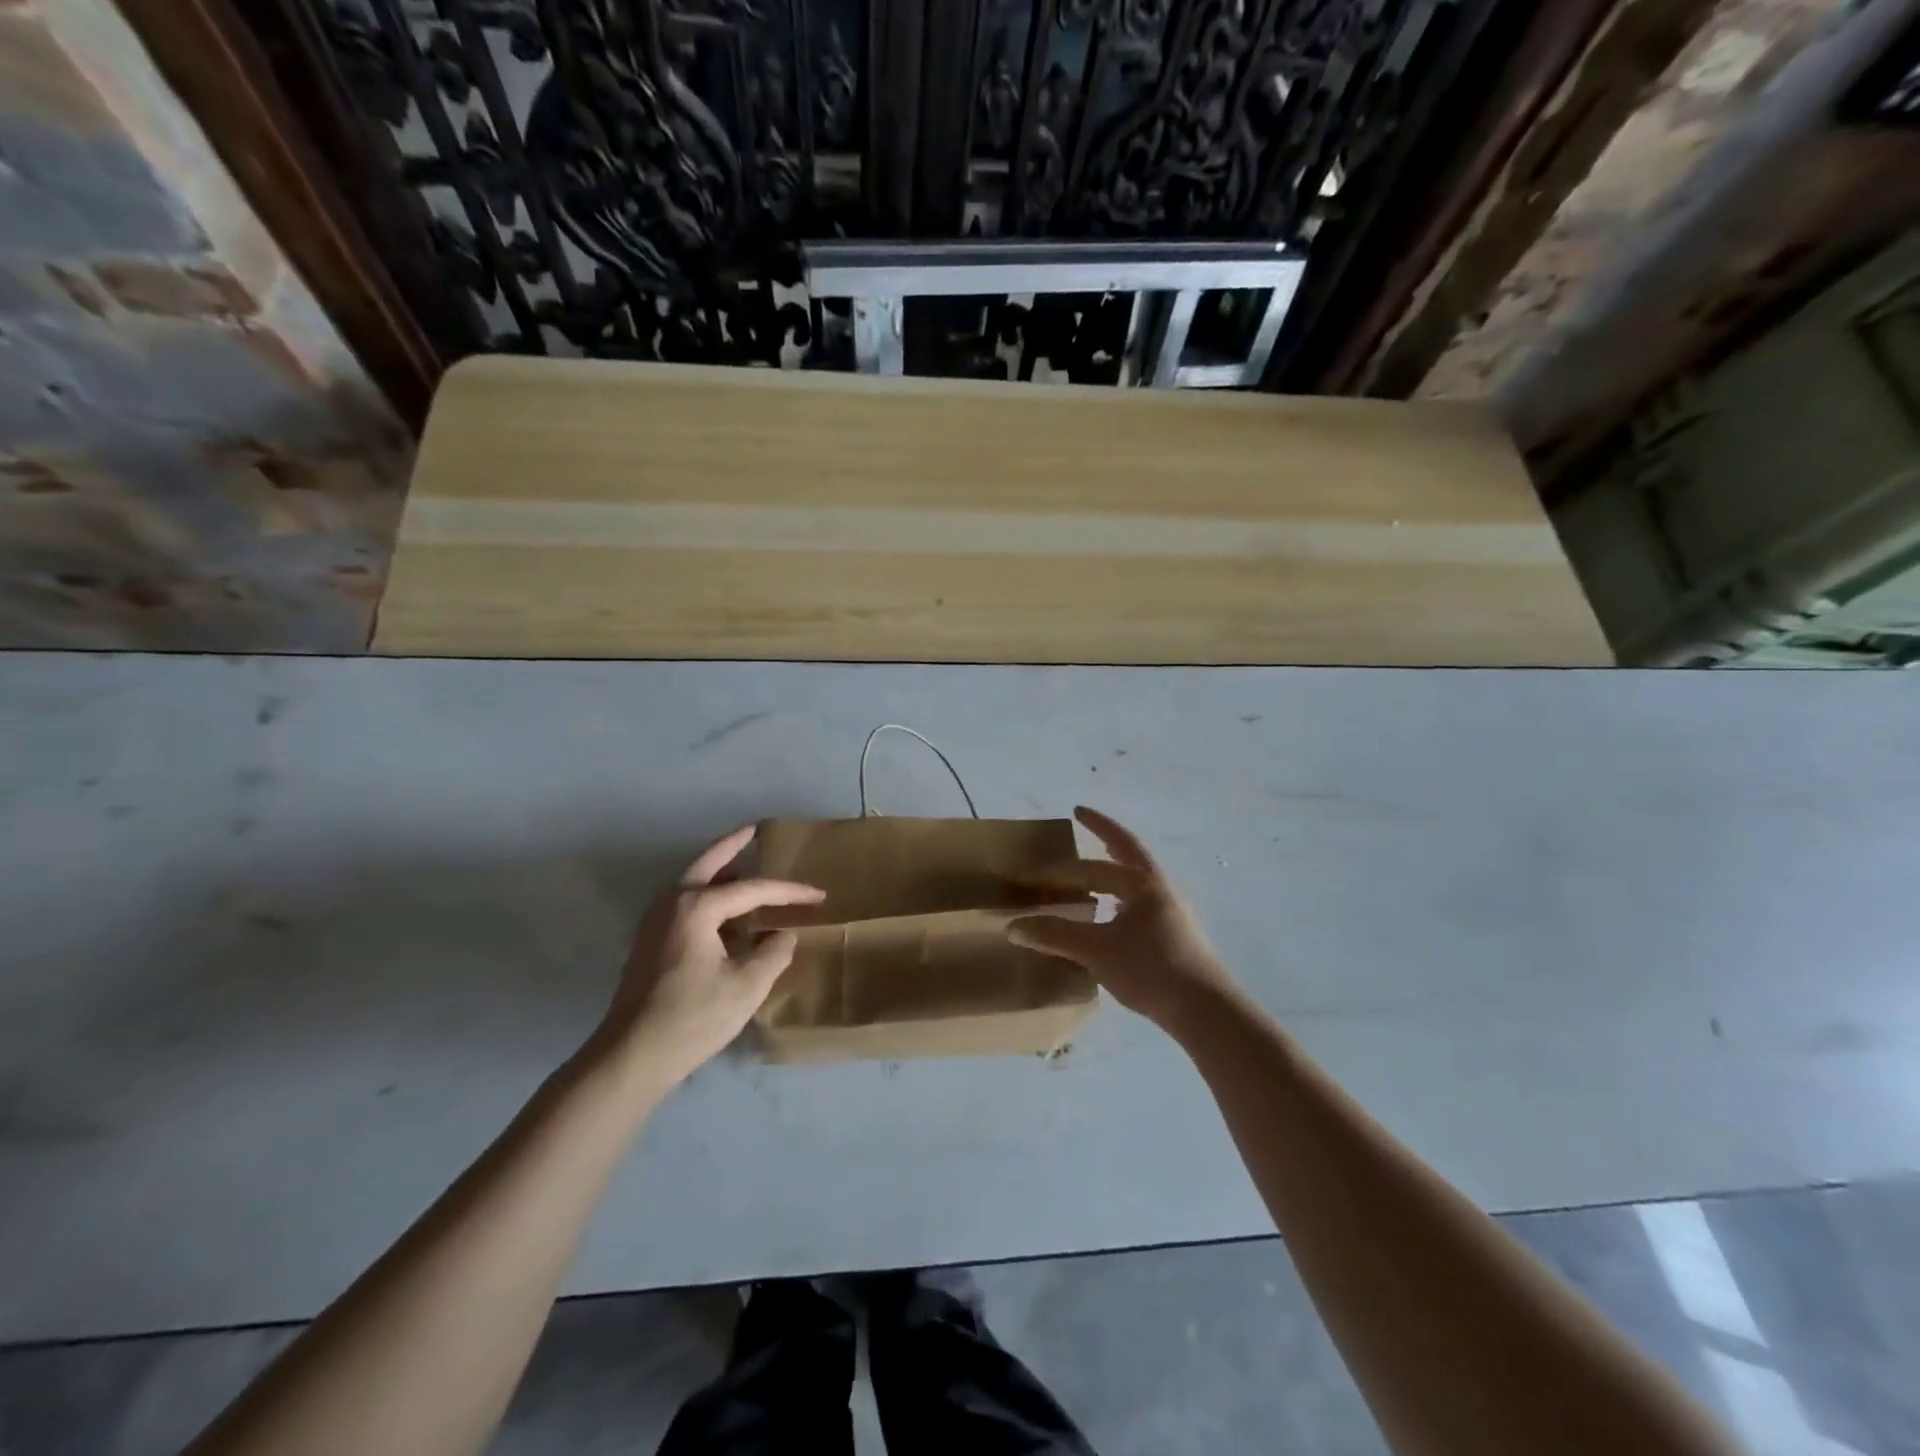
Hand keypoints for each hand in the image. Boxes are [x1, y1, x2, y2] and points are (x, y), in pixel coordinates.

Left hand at [594, 825, 823, 1089]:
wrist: (631, 1057)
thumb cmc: (693, 1017)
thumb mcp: (747, 986)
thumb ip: (773, 953)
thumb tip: (783, 935)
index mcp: (696, 907)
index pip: (752, 889)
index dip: (789, 892)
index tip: (819, 896)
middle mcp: (671, 903)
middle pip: (707, 863)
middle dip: (733, 845)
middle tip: (755, 830)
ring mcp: (655, 923)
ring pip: (692, 883)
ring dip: (718, 871)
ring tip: (745, 865)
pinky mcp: (650, 944)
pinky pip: (685, 904)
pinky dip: (708, 896)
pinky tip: (726, 913)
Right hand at [1008, 806, 1238, 1032]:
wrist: (1206, 1011)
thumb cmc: (1151, 970)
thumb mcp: (1097, 951)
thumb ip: (1055, 936)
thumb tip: (1013, 926)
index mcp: (1141, 883)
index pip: (1091, 868)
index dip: (1057, 870)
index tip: (1028, 870)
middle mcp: (1159, 888)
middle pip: (1127, 851)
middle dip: (1103, 831)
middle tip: (1082, 815)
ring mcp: (1171, 910)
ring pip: (1136, 878)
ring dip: (1114, 865)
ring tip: (1095, 864)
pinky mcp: (1175, 934)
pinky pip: (1140, 901)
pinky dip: (1119, 895)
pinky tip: (1110, 913)